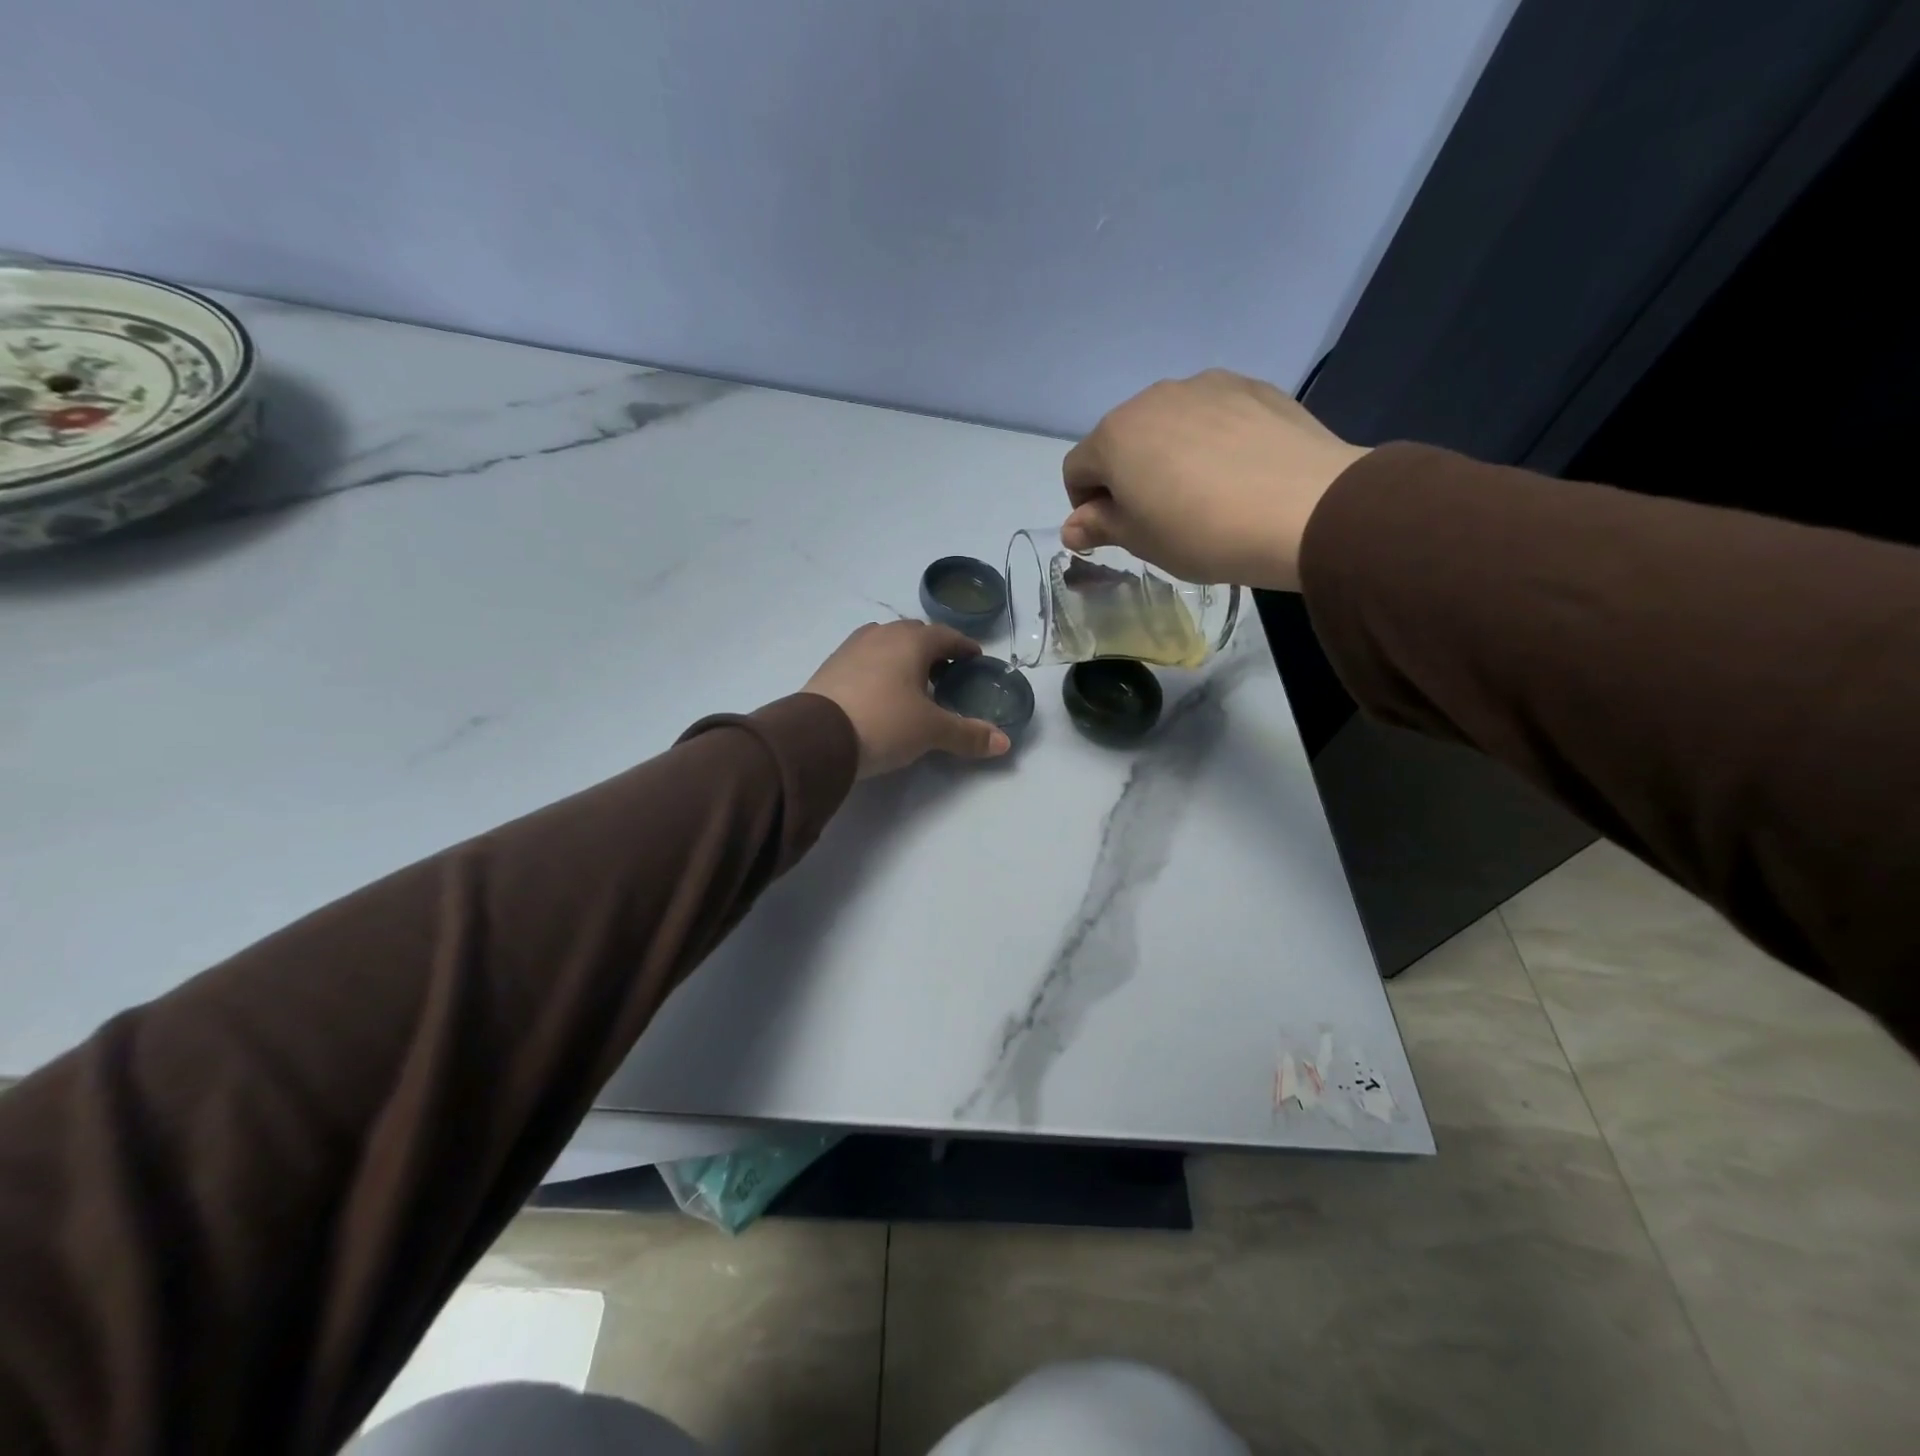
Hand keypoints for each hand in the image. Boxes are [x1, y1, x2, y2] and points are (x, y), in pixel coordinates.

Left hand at [804, 621, 1011, 777]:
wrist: (817, 737)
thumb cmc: (884, 723)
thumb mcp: (931, 731)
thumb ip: (968, 735)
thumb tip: (1004, 743)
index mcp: (911, 641)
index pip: (946, 636)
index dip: (964, 647)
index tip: (975, 658)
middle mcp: (881, 635)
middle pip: (914, 634)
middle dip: (933, 649)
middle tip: (945, 673)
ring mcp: (851, 648)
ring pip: (886, 643)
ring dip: (902, 656)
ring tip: (912, 682)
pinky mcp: (830, 667)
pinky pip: (864, 658)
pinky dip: (879, 668)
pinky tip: (879, 691)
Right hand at [1060, 369, 1370, 591]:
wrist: (1303, 508)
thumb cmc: (1202, 532)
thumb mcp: (1141, 541)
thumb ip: (1100, 527)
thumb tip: (1072, 527)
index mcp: (1114, 436)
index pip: (1077, 468)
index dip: (1085, 504)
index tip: (1112, 531)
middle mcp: (1152, 398)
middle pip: (1121, 439)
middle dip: (1126, 474)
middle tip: (1156, 515)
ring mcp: (1205, 385)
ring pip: (1167, 422)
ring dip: (1167, 453)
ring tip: (1201, 491)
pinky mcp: (1251, 386)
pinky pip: (1212, 413)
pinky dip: (1210, 438)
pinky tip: (1236, 470)